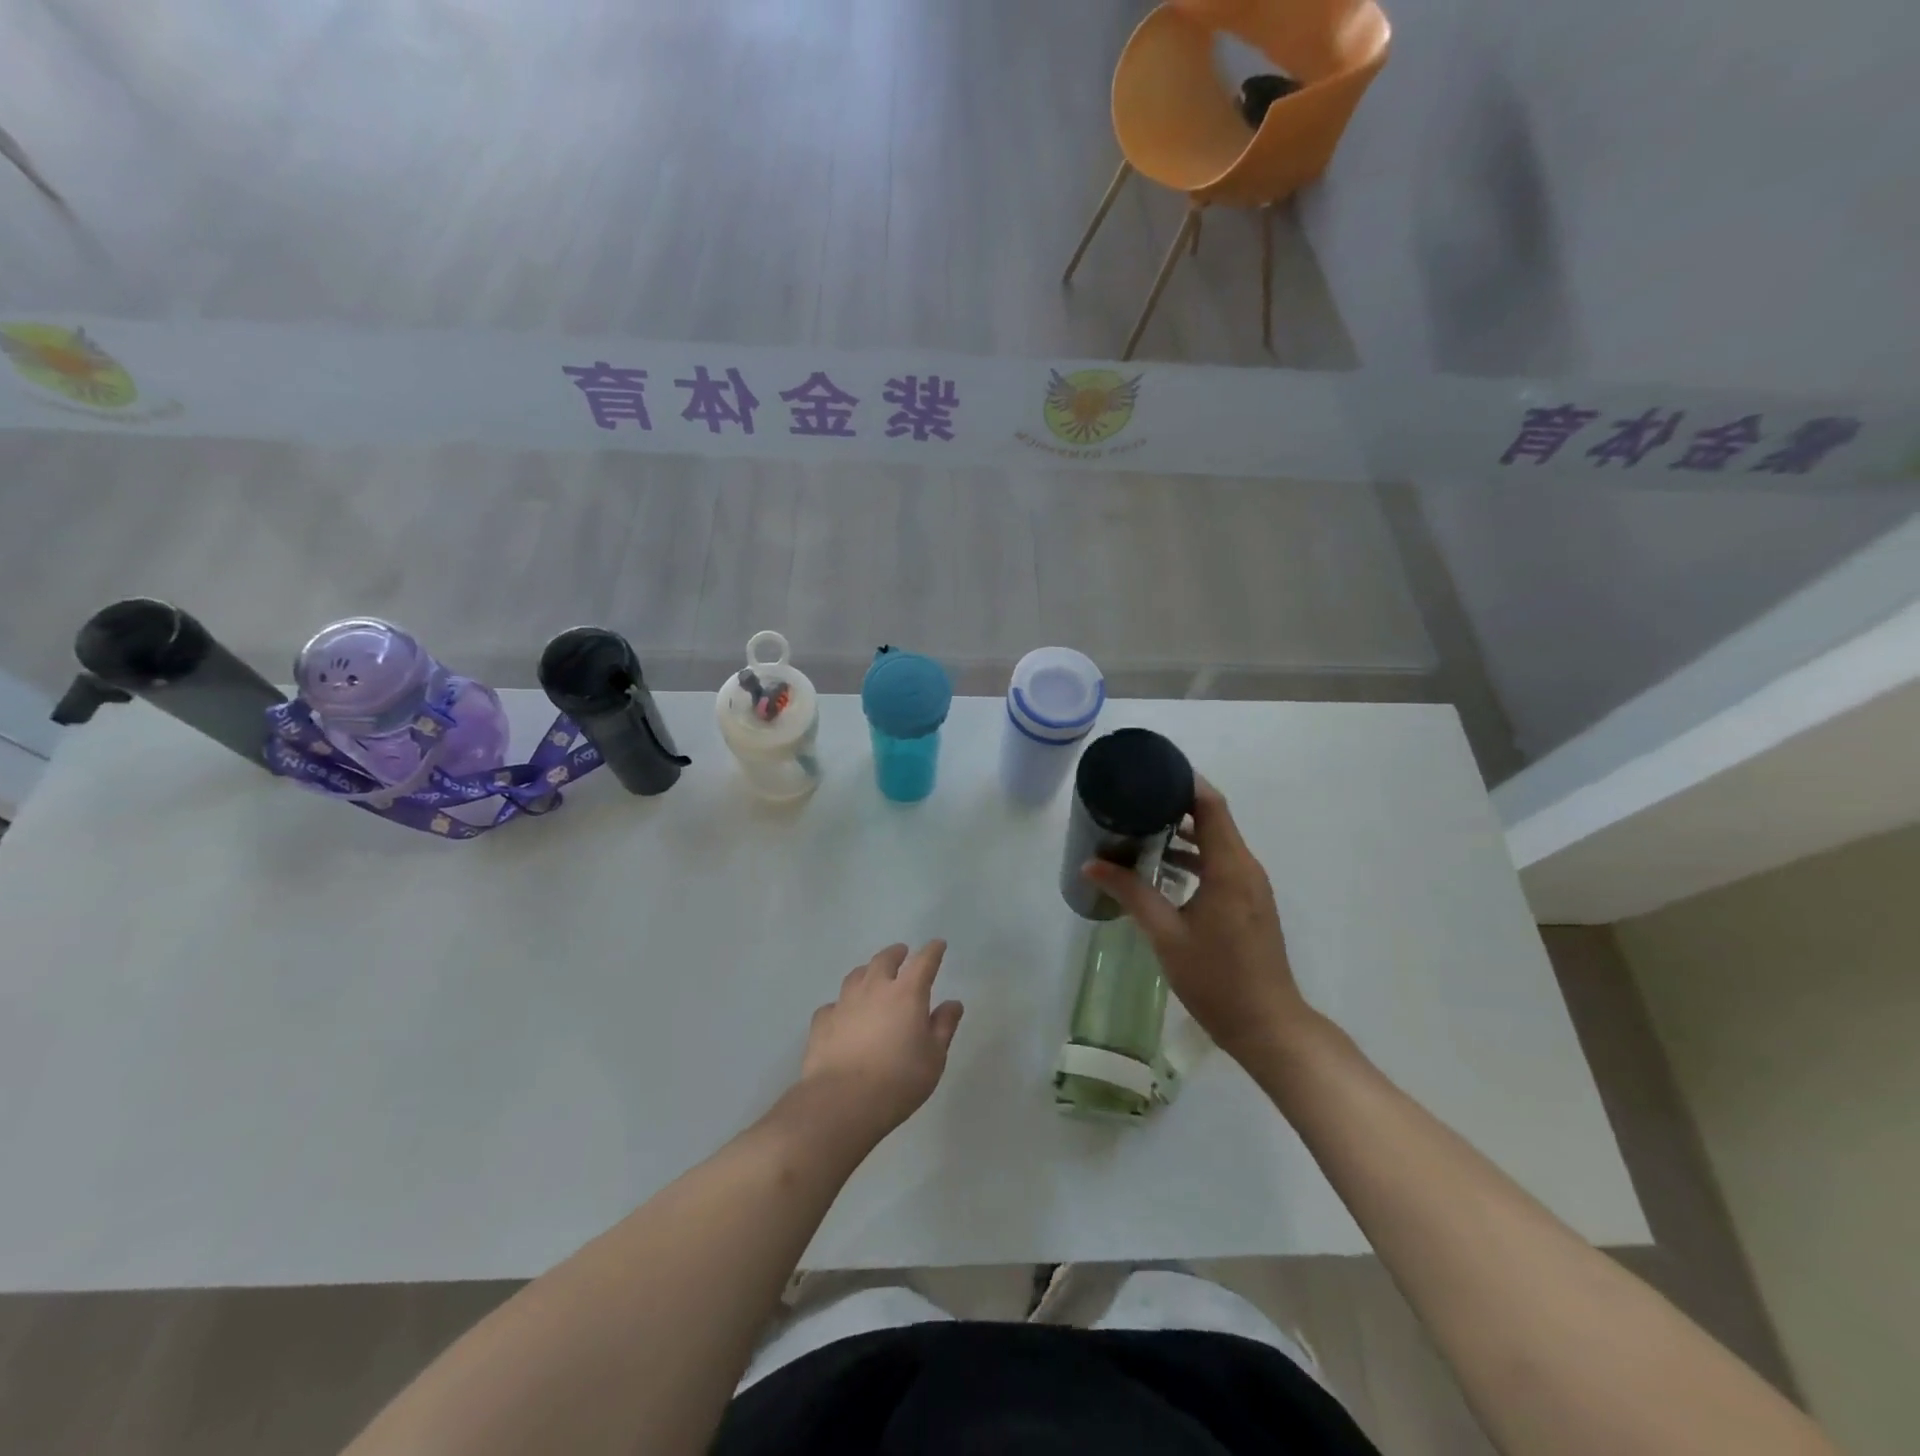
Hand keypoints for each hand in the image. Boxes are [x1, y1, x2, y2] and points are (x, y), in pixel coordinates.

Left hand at [799, 941, 963, 1141]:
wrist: (842, 1101)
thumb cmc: (898, 1079)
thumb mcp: (934, 1057)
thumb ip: (944, 1026)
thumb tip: (953, 1003)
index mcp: (907, 993)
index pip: (923, 962)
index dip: (932, 951)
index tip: (938, 945)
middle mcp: (874, 988)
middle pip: (884, 960)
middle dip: (895, 954)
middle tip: (901, 953)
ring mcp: (844, 1002)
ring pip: (856, 976)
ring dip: (867, 971)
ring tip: (871, 975)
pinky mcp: (822, 1021)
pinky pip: (833, 1005)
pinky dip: (841, 1005)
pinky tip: (842, 1015)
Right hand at [1084, 779, 1310, 1062]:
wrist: (1267, 1026)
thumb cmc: (1216, 977)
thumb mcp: (1165, 934)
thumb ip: (1130, 893)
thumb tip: (1090, 864)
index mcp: (1229, 867)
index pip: (1210, 805)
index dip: (1184, 781)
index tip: (1151, 769)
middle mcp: (1245, 867)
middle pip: (1213, 819)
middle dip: (1175, 805)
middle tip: (1133, 799)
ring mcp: (1250, 886)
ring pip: (1217, 843)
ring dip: (1183, 833)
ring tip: (1140, 829)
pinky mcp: (1248, 903)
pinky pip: (1221, 864)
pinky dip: (1194, 857)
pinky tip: (1163, 869)